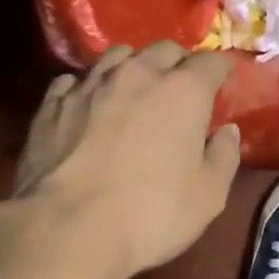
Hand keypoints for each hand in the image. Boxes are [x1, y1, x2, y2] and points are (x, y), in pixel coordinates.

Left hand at [14, 42, 241, 278]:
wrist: (67, 228)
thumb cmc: (150, 214)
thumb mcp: (208, 196)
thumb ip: (224, 157)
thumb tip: (227, 132)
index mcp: (183, 92)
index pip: (211, 62)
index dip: (220, 71)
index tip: (222, 82)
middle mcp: (137, 74)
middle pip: (164, 50)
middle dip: (178, 64)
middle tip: (181, 88)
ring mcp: (90, 85)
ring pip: (117, 56)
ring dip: (133, 67)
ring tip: (134, 90)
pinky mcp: (52, 103)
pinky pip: (76, 80)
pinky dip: (89, 87)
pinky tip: (88, 106)